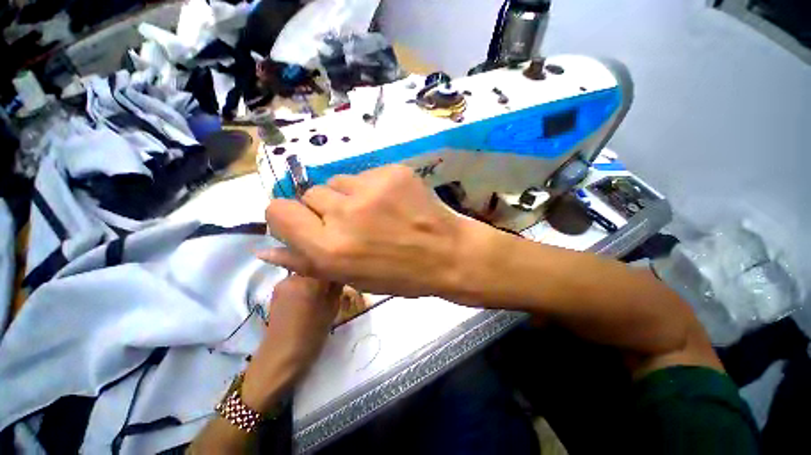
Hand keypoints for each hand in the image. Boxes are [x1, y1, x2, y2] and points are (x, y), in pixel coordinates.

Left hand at [241, 275, 340, 411]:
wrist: (281, 357)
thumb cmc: (312, 333)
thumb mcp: (332, 309)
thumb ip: (337, 287)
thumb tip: (341, 273)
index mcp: (310, 280)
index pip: (327, 263)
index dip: (337, 268)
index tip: (344, 275)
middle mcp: (294, 276)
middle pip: (315, 267)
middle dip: (325, 274)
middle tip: (334, 287)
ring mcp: (282, 283)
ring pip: (305, 274)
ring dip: (314, 280)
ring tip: (320, 295)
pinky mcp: (276, 291)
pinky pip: (296, 282)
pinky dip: (304, 286)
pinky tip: (307, 300)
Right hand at [258, 165, 473, 297]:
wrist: (447, 253)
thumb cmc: (401, 274)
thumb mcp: (352, 278)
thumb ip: (306, 262)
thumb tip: (265, 249)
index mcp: (330, 248)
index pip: (279, 211)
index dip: (289, 217)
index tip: (307, 223)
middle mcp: (345, 214)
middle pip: (310, 194)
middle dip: (326, 209)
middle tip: (353, 223)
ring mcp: (371, 188)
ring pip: (338, 182)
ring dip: (349, 197)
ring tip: (376, 213)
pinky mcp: (392, 172)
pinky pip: (366, 175)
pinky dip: (373, 188)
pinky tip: (393, 203)